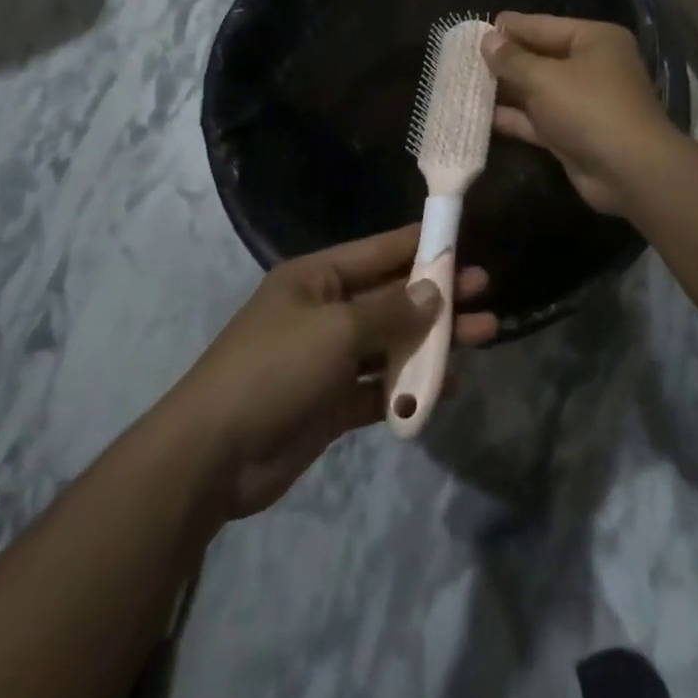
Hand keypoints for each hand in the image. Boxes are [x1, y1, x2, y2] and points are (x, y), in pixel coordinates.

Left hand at [179, 226, 497, 518]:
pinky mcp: (332, 402)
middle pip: (393, 296)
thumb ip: (390, 311)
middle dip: (438, 295)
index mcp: (319, 278)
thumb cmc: (274, 370)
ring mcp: (329, 358)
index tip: (465, 241)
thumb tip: (433, 290)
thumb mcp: (336, 331)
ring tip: (483, 336)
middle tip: (485, 293)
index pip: (381, 251)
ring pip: (393, 341)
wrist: (212, 456)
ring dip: (433, 341)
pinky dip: (410, 386)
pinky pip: (380, 386)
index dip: (422, 245)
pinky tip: (448, 386)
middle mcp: (326, 311)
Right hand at [480, 12, 682, 218]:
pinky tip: (482, 116)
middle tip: (464, 57)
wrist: (629, 170)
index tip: (478, 28)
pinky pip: (539, 119)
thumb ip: (512, 60)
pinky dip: (515, 118)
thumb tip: (487, 40)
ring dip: (506, 90)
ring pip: (538, 90)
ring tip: (465, 84)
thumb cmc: (589, 107)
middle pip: (541, 57)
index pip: (545, 25)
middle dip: (506, 60)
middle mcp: (592, 66)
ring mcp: (584, 102)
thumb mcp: (545, 78)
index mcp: (595, 40)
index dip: (512, 27)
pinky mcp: (574, 133)